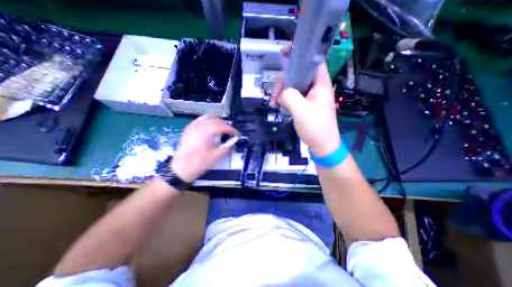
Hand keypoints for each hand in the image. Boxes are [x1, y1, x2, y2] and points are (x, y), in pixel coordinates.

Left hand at [171, 114, 236, 181]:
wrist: (181, 169)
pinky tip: (209, 128)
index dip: (231, 129)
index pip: (222, 126)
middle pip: (216, 120)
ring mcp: (192, 126)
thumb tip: (233, 142)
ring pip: (207, 118)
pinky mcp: (188, 129)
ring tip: (221, 129)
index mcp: (207, 131)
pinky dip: (207, 121)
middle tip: (230, 133)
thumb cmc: (200, 162)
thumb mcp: (217, 156)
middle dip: (225, 125)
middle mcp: (199, 125)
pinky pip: (199, 120)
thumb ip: (227, 146)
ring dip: (216, 121)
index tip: (237, 134)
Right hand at [270, 47, 340, 156]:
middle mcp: (316, 87)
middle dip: (283, 82)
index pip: (312, 60)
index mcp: (320, 84)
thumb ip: (290, 96)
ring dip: (281, 93)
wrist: (322, 145)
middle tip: (274, 96)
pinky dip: (284, 99)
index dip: (299, 53)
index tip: (283, 53)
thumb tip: (282, 93)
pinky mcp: (305, 104)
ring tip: (273, 104)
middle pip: (297, 74)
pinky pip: (293, 96)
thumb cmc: (315, 128)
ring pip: (293, 86)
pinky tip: (277, 106)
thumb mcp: (301, 111)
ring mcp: (310, 96)